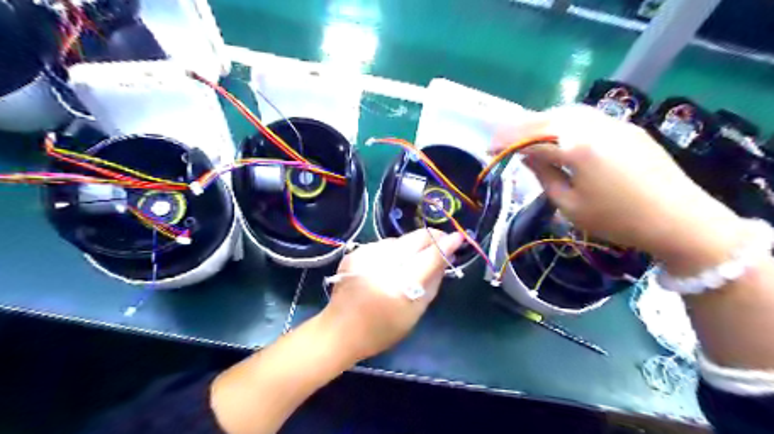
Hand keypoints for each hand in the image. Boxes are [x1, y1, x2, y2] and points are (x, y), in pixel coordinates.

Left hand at [317, 229, 461, 360]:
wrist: (340, 330)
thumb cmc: (383, 329)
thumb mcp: (415, 311)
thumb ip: (433, 281)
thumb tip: (446, 256)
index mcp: (398, 285)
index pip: (429, 256)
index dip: (446, 244)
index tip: (459, 237)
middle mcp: (381, 265)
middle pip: (415, 239)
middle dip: (432, 238)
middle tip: (442, 241)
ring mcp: (365, 255)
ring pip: (400, 240)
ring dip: (411, 246)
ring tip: (412, 260)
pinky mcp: (355, 253)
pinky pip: (383, 244)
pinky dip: (393, 251)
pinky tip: (391, 264)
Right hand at [495, 106, 742, 272]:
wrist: (680, 219)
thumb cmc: (617, 220)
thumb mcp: (569, 205)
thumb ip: (544, 175)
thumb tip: (527, 157)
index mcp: (577, 148)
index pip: (530, 138)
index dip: (506, 142)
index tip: (488, 149)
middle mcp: (593, 126)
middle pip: (546, 118)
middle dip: (519, 127)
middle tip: (502, 140)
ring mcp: (612, 123)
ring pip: (565, 112)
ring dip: (540, 121)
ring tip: (524, 136)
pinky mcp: (625, 127)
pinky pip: (585, 117)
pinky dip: (563, 122)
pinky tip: (556, 134)